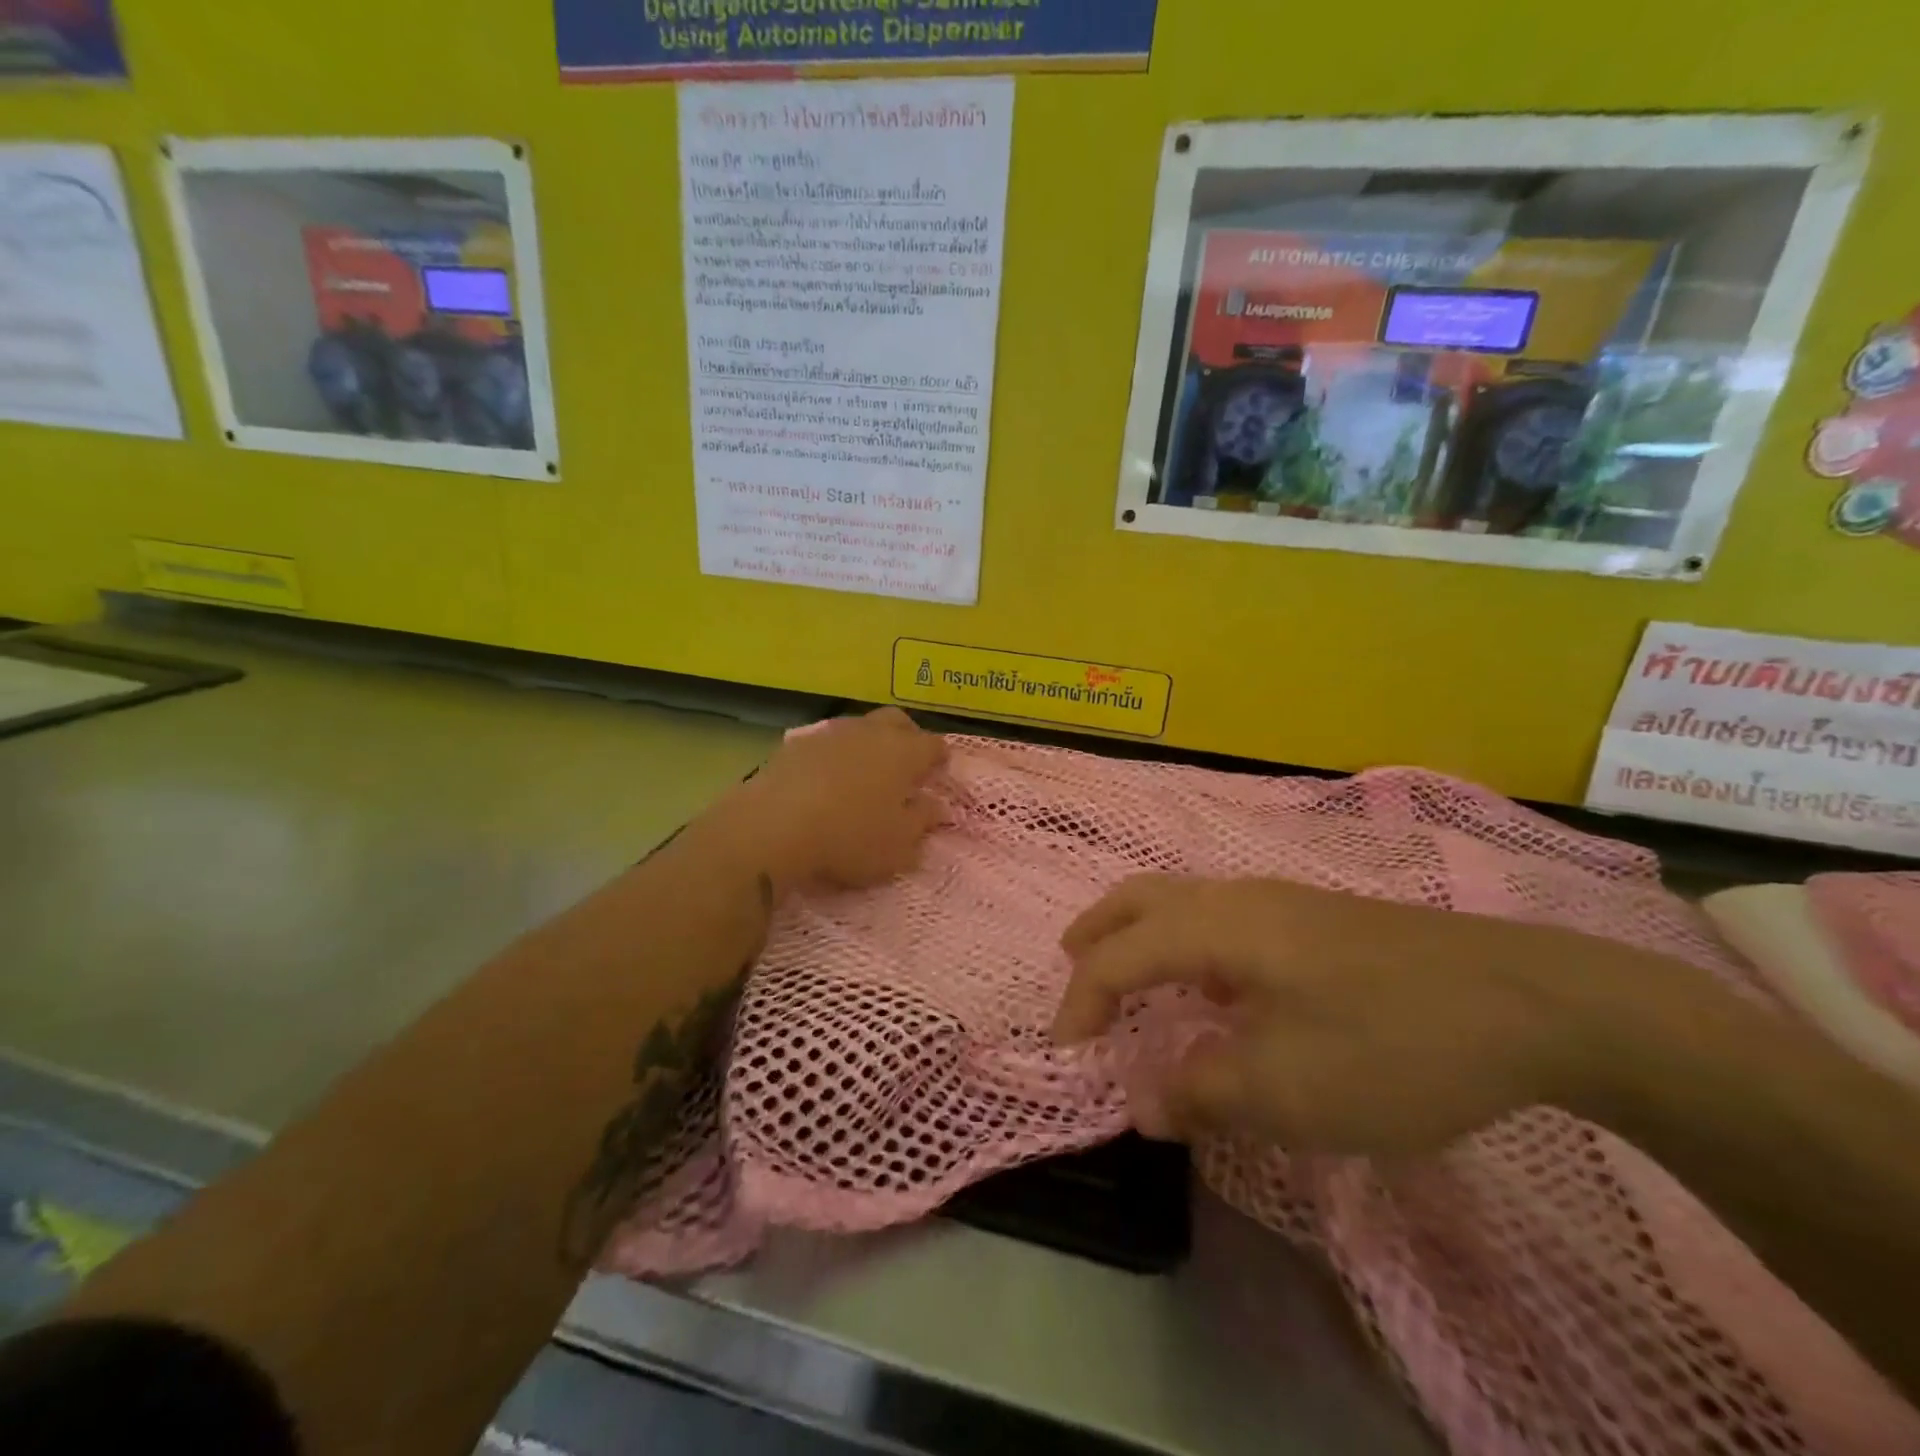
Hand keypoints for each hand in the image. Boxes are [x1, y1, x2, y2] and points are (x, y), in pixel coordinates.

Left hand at [721, 708, 947, 893]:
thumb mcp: (899, 845)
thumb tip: (935, 805)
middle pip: (897, 721)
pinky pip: (826, 743)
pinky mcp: (795, 744)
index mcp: (904, 752)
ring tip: (864, 773)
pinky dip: (834, 756)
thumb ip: (922, 822)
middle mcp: (871, 732)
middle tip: (906, 764)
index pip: (933, 745)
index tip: (938, 773)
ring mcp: (830, 733)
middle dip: (907, 737)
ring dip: (868, 744)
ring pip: (860, 727)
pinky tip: (827, 780)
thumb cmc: (850, 837)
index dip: (939, 759)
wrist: (774, 826)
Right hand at [1051, 875, 1611, 1155]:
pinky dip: (1186, 942)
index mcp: (1217, 927)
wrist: (1532, 1002)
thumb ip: (1202, 1094)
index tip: (1067, 1056)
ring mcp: (1282, 902)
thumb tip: (1144, 1105)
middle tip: (1070, 972)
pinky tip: (1213, 987)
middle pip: (1141, 897)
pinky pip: (1221, 918)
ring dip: (1140, 933)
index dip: (1081, 1002)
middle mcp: (1238, 898)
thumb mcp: (1290, 1090)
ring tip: (1130, 979)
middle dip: (1096, 933)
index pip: (1118, 955)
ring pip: (1182, 901)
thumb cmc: (1394, 1043)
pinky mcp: (1316, 918)